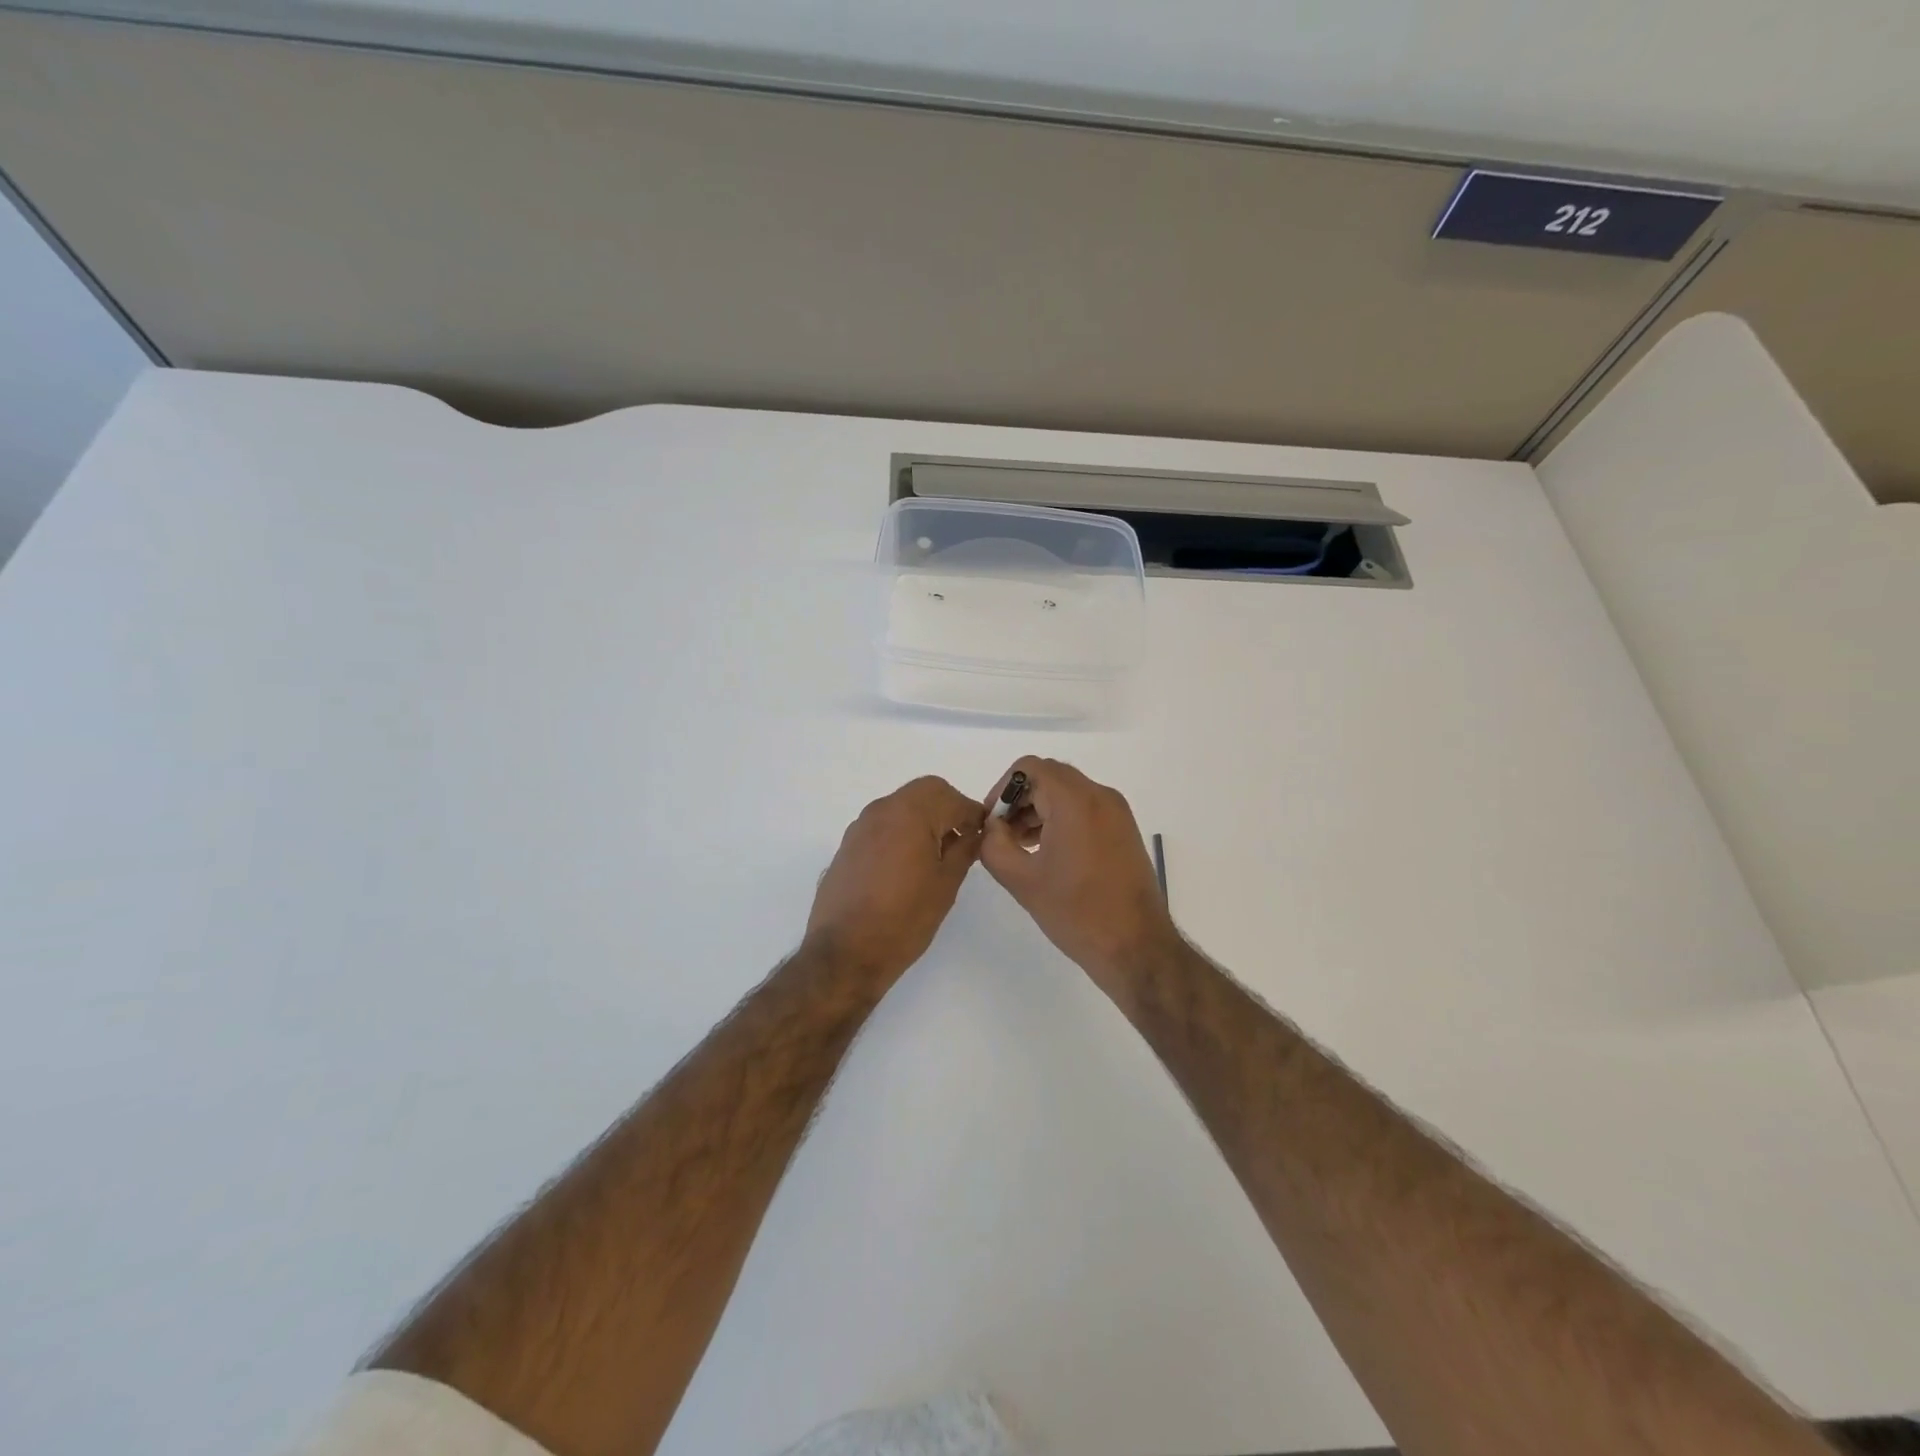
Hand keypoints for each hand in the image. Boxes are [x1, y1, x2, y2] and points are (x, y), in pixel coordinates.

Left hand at [804, 776, 985, 982]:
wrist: (845, 953)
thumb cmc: (904, 918)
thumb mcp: (946, 884)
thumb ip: (964, 850)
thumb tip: (975, 833)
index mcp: (909, 813)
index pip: (951, 797)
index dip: (973, 813)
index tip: (984, 834)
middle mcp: (882, 810)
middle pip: (924, 792)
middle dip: (948, 808)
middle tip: (963, 840)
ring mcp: (860, 827)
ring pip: (901, 806)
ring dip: (924, 819)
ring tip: (937, 856)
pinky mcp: (848, 846)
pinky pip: (883, 825)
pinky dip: (902, 832)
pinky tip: (908, 866)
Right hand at [979, 757, 1180, 997]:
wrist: (1136, 947)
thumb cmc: (1076, 912)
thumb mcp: (1022, 880)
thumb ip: (994, 844)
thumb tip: (991, 826)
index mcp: (1075, 801)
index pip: (1030, 768)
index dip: (1003, 789)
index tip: (991, 821)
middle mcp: (1100, 796)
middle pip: (1049, 777)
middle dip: (1020, 800)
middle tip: (1002, 834)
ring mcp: (1117, 812)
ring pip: (1067, 792)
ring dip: (1039, 810)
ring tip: (1019, 846)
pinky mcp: (1124, 830)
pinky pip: (1085, 809)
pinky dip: (1061, 819)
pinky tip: (1046, 852)